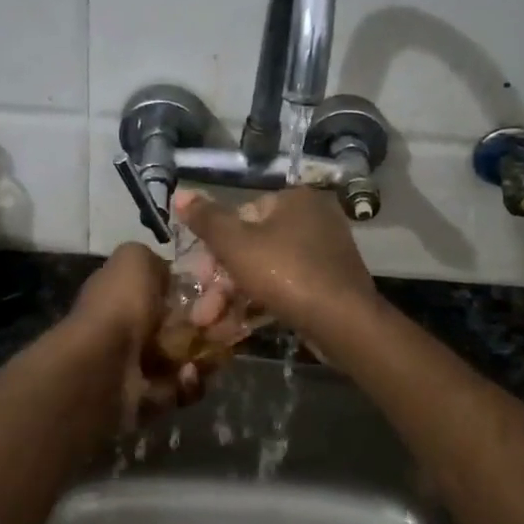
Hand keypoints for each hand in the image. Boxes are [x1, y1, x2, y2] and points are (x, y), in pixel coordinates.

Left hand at [70, 243, 203, 421]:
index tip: (220, 289)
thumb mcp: (134, 258)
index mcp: (125, 293)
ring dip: (207, 353)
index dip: (199, 288)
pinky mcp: (151, 398)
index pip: (170, 289)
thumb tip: (168, 274)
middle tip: (227, 322)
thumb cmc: (120, 306)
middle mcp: (132, 327)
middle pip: (186, 323)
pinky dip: (190, 381)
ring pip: (190, 355)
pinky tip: (187, 374)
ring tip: (214, 350)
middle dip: (211, 322)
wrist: (102, 366)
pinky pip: (184, 387)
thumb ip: (153, 259)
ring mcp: (140, 364)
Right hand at [172, 186, 379, 342]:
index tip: (198, 279)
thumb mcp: (235, 244)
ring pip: (266, 272)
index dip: (214, 249)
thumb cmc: (285, 272)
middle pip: (252, 247)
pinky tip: (235, 330)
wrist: (343, 322)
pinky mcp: (329, 284)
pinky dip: (260, 304)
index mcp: (294, 200)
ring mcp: (324, 253)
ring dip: (234, 299)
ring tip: (211, 327)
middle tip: (202, 312)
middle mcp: (313, 219)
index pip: (241, 215)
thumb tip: (180, 193)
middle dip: (220, 283)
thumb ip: (206, 220)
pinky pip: (286, 288)